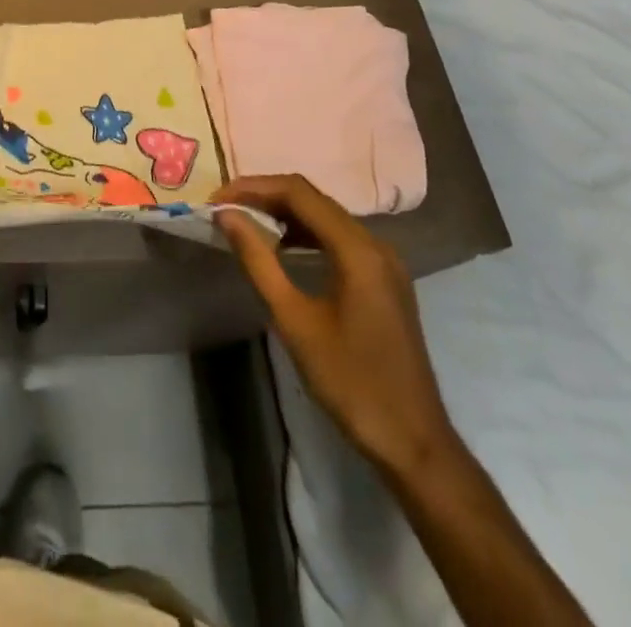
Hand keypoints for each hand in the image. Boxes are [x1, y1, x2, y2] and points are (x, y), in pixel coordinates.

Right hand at [214, 174, 456, 478]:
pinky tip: (281, 248)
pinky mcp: (384, 279)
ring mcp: (384, 261)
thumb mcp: (294, 320)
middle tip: (225, 209)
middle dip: (265, 196)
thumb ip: (258, 260)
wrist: (413, 443)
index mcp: (357, 249)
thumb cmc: (350, 381)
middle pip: (312, 198)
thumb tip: (227, 215)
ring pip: (325, 216)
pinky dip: (305, 233)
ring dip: (284, 213)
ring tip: (245, 224)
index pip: (298, 192)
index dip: (253, 188)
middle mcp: (375, 243)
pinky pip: (338, 237)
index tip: (217, 200)